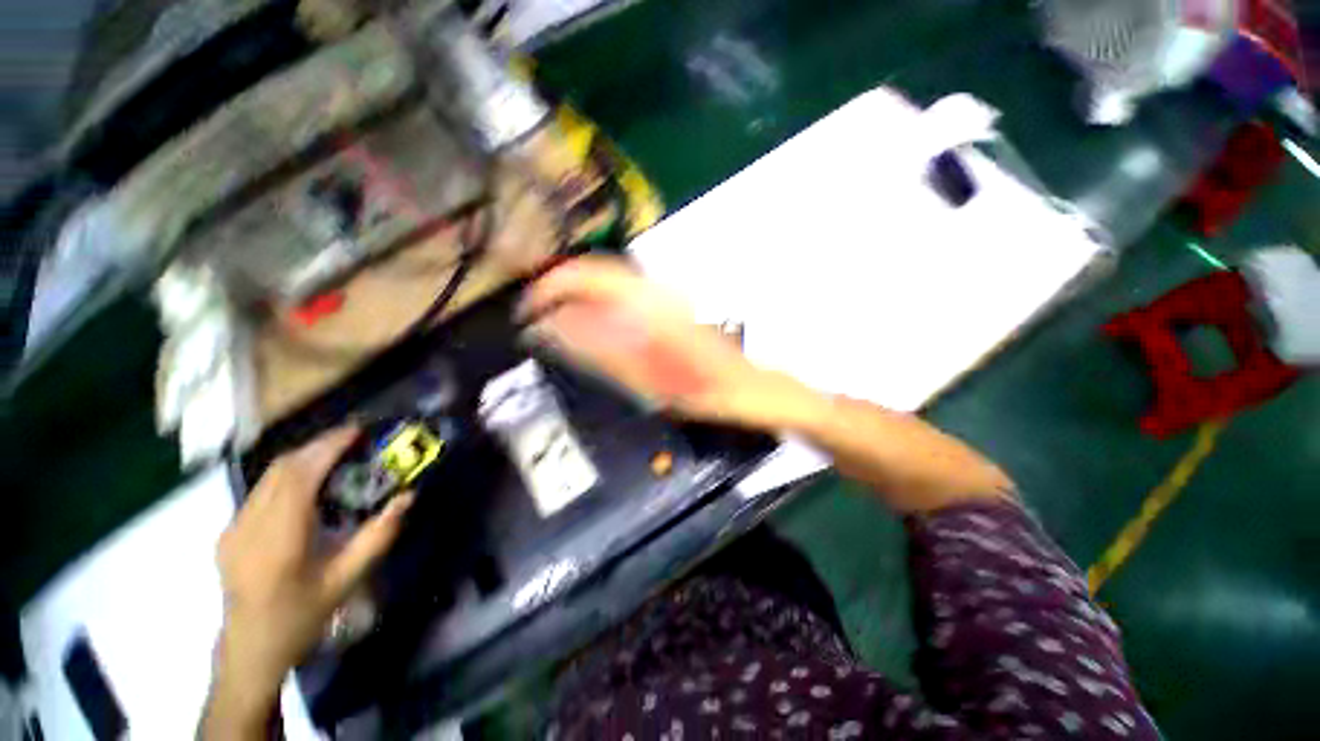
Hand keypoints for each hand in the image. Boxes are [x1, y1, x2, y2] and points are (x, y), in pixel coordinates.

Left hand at [203, 428, 411, 737]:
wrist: (250, 649)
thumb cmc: (302, 617)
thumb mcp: (347, 580)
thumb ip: (378, 536)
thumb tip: (407, 497)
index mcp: (278, 541)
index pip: (299, 478)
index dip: (327, 448)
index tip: (356, 431)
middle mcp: (249, 527)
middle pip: (281, 469)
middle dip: (318, 445)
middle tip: (353, 438)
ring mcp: (233, 528)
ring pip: (268, 476)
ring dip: (303, 457)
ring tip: (336, 453)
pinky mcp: (229, 532)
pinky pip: (261, 490)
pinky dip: (289, 474)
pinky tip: (309, 483)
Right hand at [519, 256, 823, 429]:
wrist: (744, 387)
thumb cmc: (699, 390)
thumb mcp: (644, 377)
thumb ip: (596, 348)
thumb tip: (552, 327)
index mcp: (645, 304)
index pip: (584, 276)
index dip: (550, 289)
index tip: (529, 311)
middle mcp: (653, 289)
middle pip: (595, 270)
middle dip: (561, 288)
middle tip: (538, 315)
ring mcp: (665, 294)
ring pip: (610, 279)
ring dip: (579, 293)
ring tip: (558, 318)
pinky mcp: (670, 304)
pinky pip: (625, 292)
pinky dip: (600, 301)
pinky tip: (593, 322)